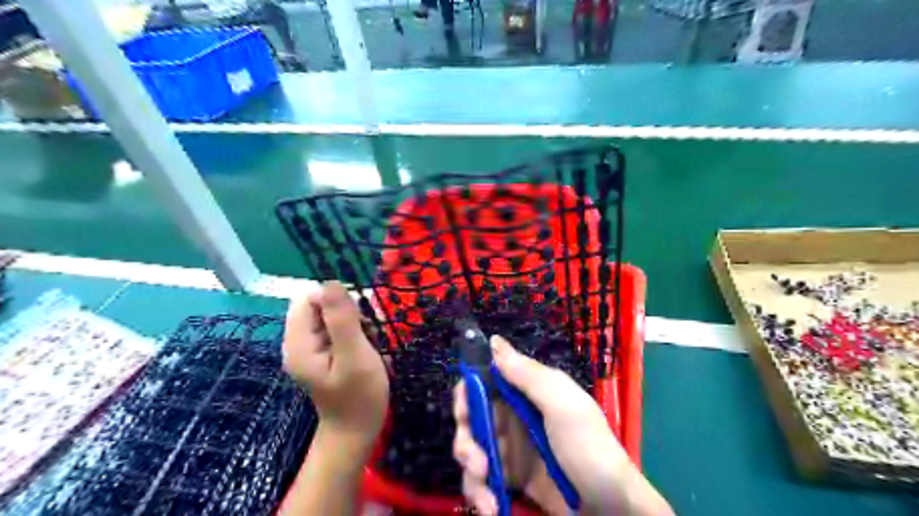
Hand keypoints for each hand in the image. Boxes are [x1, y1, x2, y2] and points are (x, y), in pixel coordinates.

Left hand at [286, 280, 388, 449]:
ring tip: (370, 343)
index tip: (360, 318)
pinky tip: (367, 348)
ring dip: (355, 322)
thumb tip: (331, 282)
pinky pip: (337, 330)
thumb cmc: (359, 397)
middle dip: (348, 312)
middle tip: (368, 333)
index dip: (336, 301)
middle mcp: (299, 343)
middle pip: (319, 307)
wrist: (357, 433)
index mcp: (299, 344)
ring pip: (331, 317)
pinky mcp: (323, 355)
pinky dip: (355, 332)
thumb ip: (342, 320)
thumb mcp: (355, 356)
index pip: (309, 299)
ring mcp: (311, 350)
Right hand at [454, 336, 673, 513]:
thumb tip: (494, 341)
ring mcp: (511, 449)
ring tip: (486, 497)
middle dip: (466, 441)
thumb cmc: (589, 448)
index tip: (464, 413)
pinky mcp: (511, 479)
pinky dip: (480, 493)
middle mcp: (513, 417)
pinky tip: (490, 507)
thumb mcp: (563, 406)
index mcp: (526, 392)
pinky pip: (482, 480)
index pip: (484, 383)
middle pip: (471, 419)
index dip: (467, 395)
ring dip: (471, 473)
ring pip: (473, 451)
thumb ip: (528, 374)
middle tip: (476, 462)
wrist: (612, 509)